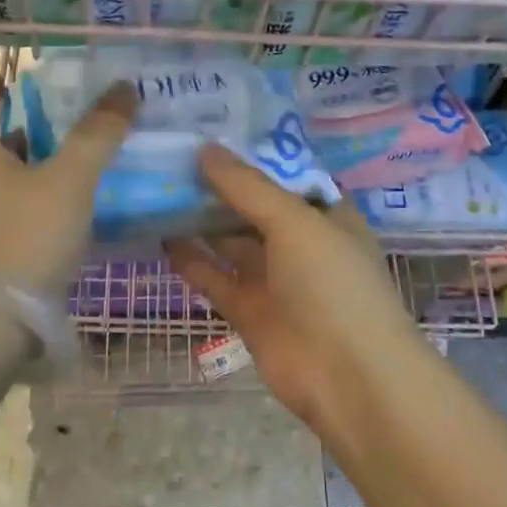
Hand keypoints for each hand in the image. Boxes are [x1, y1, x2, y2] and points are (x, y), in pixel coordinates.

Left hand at [0, 70, 136, 293]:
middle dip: (16, 123)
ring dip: (28, 159)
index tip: (5, 77)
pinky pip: (7, 205)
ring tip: (71, 152)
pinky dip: (32, 193)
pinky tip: (67, 202)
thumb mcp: (69, 179)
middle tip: (56, 112)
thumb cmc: (24, 235)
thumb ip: (97, 134)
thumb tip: (123, 88)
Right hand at [166, 145, 418, 430]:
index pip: (282, 173)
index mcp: (324, 212)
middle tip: (170, 154)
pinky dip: (192, 260)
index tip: (207, 129)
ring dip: (199, 220)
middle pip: (252, 205)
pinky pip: (216, 278)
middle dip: (216, 185)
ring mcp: (275, 278)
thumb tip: (205, 149)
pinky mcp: (250, 311)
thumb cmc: (333, 284)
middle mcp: (300, 241)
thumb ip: (248, 187)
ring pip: (230, 241)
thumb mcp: (295, 222)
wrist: (348, 377)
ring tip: (158, 189)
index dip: (248, 153)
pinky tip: (161, 236)